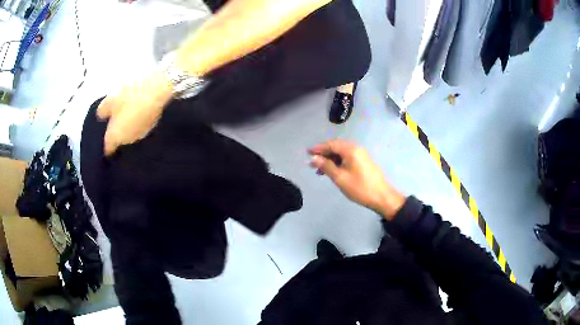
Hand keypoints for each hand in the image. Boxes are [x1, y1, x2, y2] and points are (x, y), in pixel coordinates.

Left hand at [97, 70, 173, 155]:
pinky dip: (138, 120)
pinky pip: (141, 125)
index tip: (106, 139)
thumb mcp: (111, 99)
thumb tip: (101, 116)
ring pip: (131, 132)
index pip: (108, 148)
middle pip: (120, 140)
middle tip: (117, 118)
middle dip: (118, 132)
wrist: (157, 90)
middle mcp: (128, 140)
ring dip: (129, 125)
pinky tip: (139, 108)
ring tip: (129, 111)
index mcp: (115, 136)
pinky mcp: (152, 125)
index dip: (106, 145)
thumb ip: (103, 110)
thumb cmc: (129, 96)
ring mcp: (142, 133)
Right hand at [308, 140, 404, 219]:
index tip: (307, 153)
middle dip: (323, 154)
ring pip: (341, 153)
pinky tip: (332, 172)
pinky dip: (338, 163)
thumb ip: (326, 166)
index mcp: (351, 150)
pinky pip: (347, 157)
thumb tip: (314, 158)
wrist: (382, 197)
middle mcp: (356, 148)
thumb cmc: (360, 188)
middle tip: (311, 162)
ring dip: (330, 159)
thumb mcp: (340, 178)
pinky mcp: (363, 162)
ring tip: (319, 170)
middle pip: (336, 147)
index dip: (318, 148)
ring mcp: (361, 155)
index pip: (331, 144)